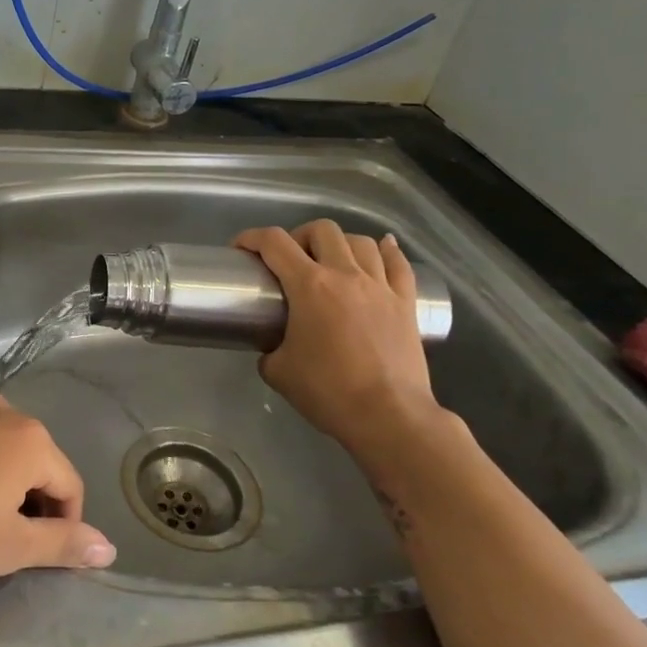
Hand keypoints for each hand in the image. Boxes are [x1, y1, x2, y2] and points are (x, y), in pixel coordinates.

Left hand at [0, 390, 115, 591]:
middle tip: (1, 539)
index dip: (63, 525)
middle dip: (30, 499)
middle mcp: (1, 408)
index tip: (36, 556)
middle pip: (36, 459)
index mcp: (30, 438)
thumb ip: (63, 543)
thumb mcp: (8, 548)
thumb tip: (109, 547)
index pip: (69, 485)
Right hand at [234, 220, 440, 459]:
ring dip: (340, 243)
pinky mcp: (406, 302)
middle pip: (322, 230)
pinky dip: (387, 251)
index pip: (275, 243)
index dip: (252, 238)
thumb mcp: (278, 372)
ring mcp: (380, 286)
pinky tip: (382, 248)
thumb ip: (269, 350)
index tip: (241, 249)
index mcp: (309, 286)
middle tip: (290, 259)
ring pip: (360, 241)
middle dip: (299, 236)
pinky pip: (398, 263)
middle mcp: (346, 275)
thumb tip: (273, 347)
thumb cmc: (328, 392)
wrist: (388, 416)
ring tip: (331, 259)